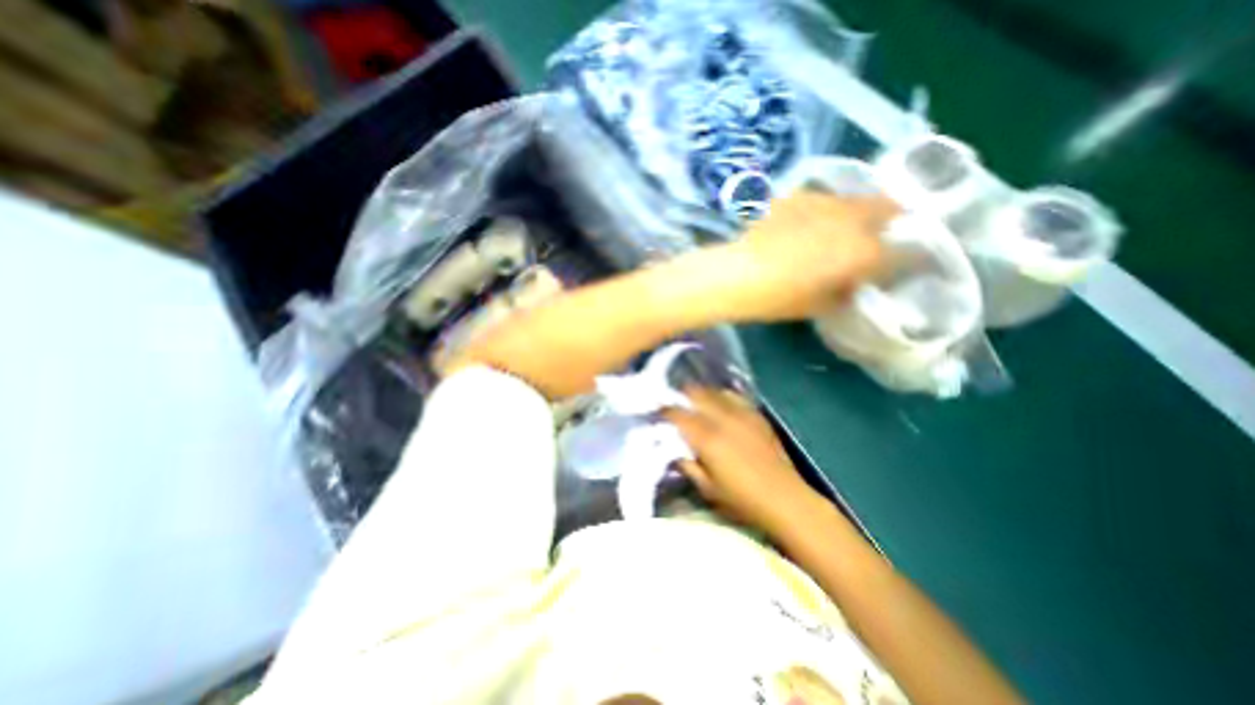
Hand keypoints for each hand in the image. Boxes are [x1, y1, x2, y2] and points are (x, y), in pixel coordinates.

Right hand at [661, 388, 830, 537]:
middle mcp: (722, 418)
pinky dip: (721, 397)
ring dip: (700, 394)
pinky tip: (720, 405)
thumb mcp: (707, 488)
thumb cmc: (742, 500)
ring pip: (714, 391)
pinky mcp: (756, 415)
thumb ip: (687, 465)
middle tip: (674, 403)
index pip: (678, 413)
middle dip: (681, 395)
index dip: (664, 410)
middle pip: (695, 393)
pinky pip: (734, 396)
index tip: (657, 411)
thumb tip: (673, 450)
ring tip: (695, 402)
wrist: (785, 499)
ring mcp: (742, 413)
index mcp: (706, 437)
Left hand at [731, 191, 898, 319]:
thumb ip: (846, 291)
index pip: (905, 252)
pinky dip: (821, 211)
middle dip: (891, 221)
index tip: (904, 264)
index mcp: (865, 252)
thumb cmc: (781, 298)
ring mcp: (824, 202)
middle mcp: (853, 219)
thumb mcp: (820, 305)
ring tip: (839, 227)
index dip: (909, 259)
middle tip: (877, 236)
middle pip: (888, 209)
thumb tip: (854, 283)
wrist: (739, 274)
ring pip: (854, 200)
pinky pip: (820, 199)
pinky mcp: (797, 196)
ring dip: (856, 212)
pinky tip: (804, 224)